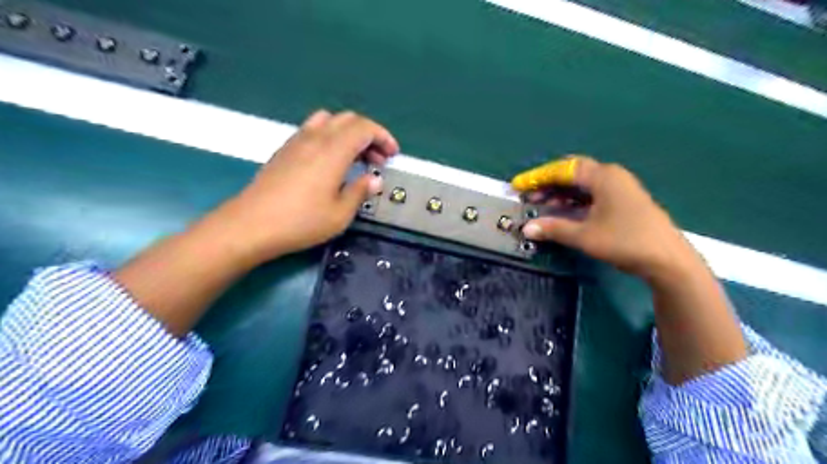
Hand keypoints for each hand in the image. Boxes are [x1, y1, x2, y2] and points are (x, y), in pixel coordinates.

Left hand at [210, 106, 394, 261]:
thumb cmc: (301, 222)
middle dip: (369, 135)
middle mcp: (316, 138)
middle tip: (377, 161)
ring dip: (348, 133)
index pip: (364, 127)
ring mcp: (297, 141)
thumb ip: (360, 191)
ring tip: (355, 158)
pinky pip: (313, 130)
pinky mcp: (284, 149)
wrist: (251, 225)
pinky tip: (330, 162)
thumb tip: (375, 180)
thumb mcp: (340, 214)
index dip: (383, 137)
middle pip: (348, 119)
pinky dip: (330, 137)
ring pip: (329, 120)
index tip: (392, 155)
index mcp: (333, 151)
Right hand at [523, 157, 695, 277]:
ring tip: (541, 205)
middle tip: (529, 196)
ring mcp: (620, 189)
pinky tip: (563, 212)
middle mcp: (611, 176)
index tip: (519, 186)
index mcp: (603, 177)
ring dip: (560, 193)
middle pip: (573, 173)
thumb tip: (527, 228)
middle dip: (548, 184)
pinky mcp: (623, 202)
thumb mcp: (585, 236)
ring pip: (582, 185)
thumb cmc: (625, 241)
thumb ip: (554, 229)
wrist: (668, 260)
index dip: (538, 176)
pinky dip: (574, 201)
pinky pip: (591, 194)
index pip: (564, 169)